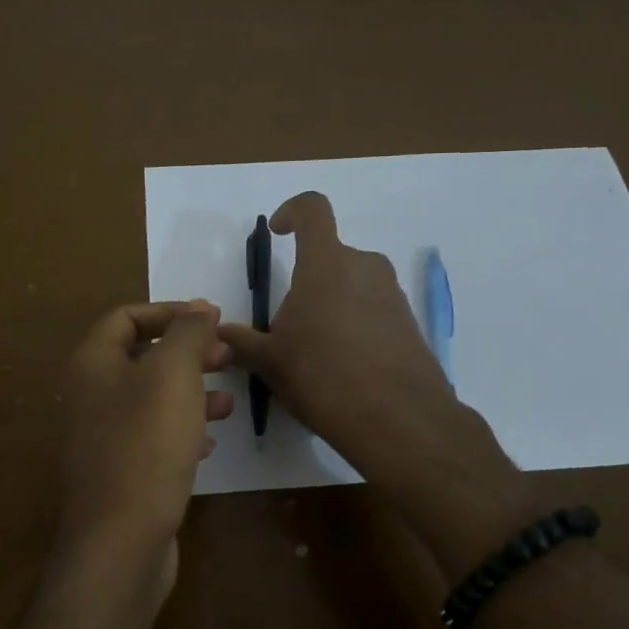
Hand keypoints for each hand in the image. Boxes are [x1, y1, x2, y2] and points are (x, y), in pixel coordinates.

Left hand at [55, 301, 232, 605]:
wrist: (121, 539)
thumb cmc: (147, 443)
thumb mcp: (173, 374)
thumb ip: (187, 333)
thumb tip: (199, 308)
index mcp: (93, 364)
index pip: (126, 317)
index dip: (168, 312)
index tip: (211, 320)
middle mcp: (90, 396)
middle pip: (141, 358)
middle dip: (187, 354)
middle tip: (227, 357)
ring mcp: (102, 438)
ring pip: (151, 400)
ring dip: (190, 392)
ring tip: (228, 402)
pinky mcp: (120, 472)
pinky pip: (152, 437)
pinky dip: (182, 430)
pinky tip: (210, 442)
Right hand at [216, 194, 462, 476]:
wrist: (397, 419)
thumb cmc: (322, 377)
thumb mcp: (271, 362)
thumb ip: (241, 342)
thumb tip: (219, 333)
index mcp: (327, 263)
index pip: (313, 209)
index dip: (293, 211)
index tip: (279, 232)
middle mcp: (365, 267)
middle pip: (332, 256)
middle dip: (309, 280)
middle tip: (291, 324)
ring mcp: (393, 294)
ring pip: (354, 284)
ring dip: (333, 304)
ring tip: (317, 352)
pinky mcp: (410, 323)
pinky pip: (375, 310)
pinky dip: (356, 325)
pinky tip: (346, 368)